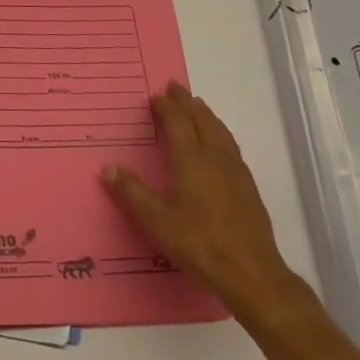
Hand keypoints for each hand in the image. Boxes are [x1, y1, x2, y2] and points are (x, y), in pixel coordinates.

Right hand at [104, 82, 313, 327]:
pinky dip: (219, 131)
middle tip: (174, 88)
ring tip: (196, 105)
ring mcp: (235, 169)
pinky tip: (219, 142)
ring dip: (205, 113)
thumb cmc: (199, 243)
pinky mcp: (248, 184)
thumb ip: (132, 192)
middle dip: (186, 101)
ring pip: (219, 129)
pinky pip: (230, 144)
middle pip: (200, 118)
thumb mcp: (157, 221)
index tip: (154, 97)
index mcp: (191, 157)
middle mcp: (214, 155)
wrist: (251, 272)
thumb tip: (108, 167)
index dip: (165, 106)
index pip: (177, 120)